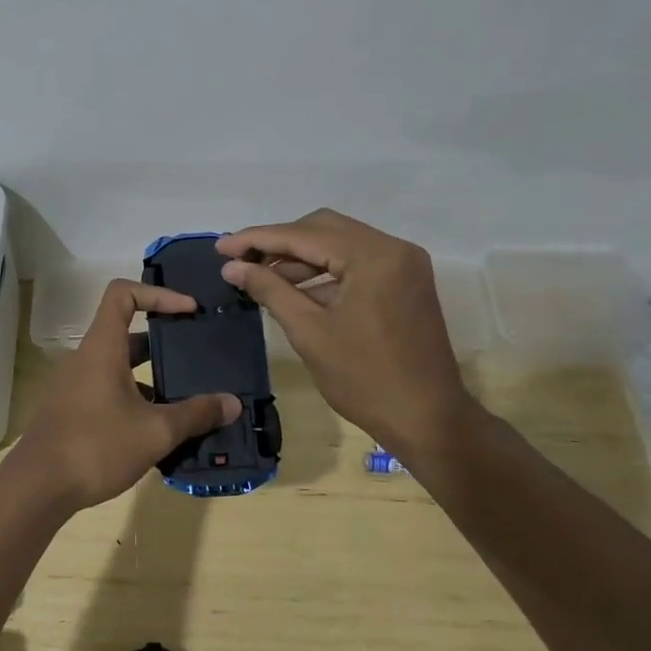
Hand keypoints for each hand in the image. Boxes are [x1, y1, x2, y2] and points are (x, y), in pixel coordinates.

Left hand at [7, 280, 238, 512]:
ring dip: (150, 374)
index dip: (158, 294)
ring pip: (118, 364)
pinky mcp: (70, 409)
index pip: (123, 293)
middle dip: (163, 339)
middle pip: (125, 330)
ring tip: (185, 395)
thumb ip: (196, 414)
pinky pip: (107, 388)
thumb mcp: (155, 432)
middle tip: (196, 353)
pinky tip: (156, 427)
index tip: (188, 311)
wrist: (36, 488)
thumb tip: (233, 403)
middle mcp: (85, 357)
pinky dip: (133, 396)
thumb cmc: (96, 447)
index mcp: (102, 347)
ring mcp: (74, 384)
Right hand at [216, 209, 481, 460]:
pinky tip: (292, 288)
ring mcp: (403, 264)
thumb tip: (232, 266)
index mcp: (374, 255)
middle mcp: (393, 248)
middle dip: (279, 243)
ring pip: (338, 243)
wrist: (429, 422)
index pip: (304, 235)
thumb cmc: (366, 380)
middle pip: (323, 229)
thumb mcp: (310, 332)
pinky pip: (355, 263)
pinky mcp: (404, 282)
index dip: (258, 239)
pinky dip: (323, 272)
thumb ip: (270, 289)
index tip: (221, 247)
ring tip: (259, 275)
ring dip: (299, 257)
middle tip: (240, 260)